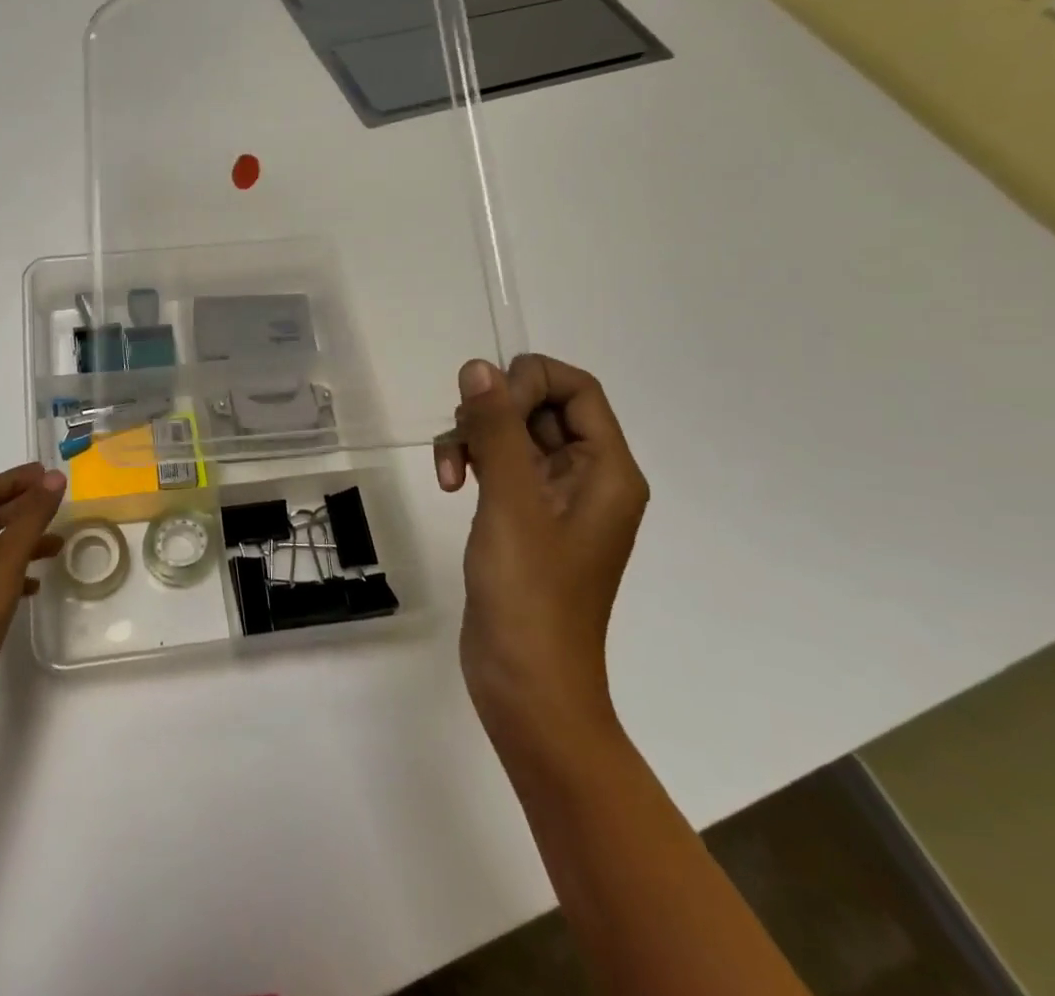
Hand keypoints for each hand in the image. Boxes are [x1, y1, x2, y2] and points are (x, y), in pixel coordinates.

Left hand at [0, 463, 65, 722]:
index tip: (45, 473)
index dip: (14, 479)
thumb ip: (33, 515)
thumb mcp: (9, 556)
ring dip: (22, 541)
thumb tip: (55, 477)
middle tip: (53, 503)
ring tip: (57, 545)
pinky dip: (14, 572)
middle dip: (21, 508)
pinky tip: (35, 585)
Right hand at [436, 355, 648, 751]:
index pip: (577, 389)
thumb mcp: (512, 503)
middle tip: (464, 442)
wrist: (527, 687)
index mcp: (607, 470)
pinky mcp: (522, 518)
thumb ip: (498, 429)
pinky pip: (498, 464)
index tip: (487, 408)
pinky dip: (471, 462)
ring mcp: (552, 499)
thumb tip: (478, 367)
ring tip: (447, 473)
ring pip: (511, 434)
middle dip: (492, 413)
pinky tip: (448, 484)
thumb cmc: (531, 595)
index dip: (529, 382)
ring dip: (473, 439)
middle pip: (540, 407)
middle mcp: (586, 477)